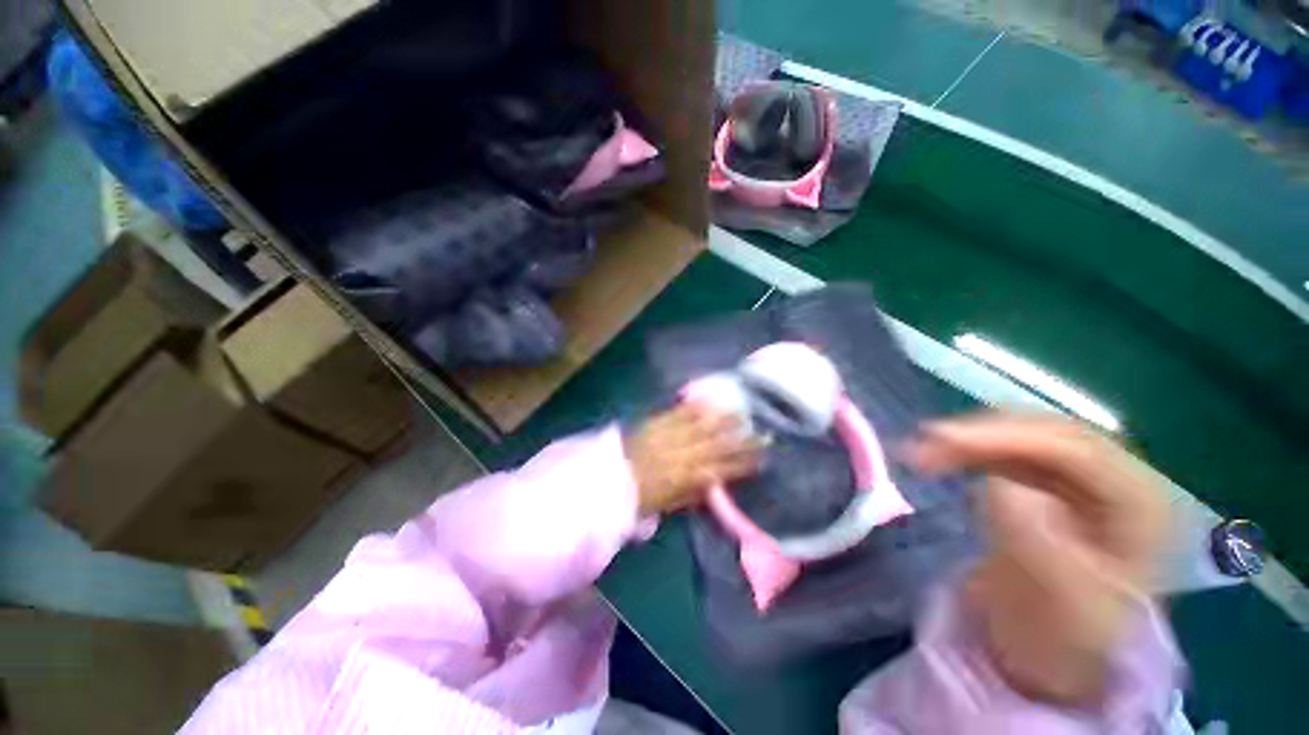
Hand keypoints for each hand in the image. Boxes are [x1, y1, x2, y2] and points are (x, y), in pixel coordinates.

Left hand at [625, 404, 761, 516]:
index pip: (723, 470)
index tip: (763, 457)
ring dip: (723, 419)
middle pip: (718, 445)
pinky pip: (679, 412)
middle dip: (742, 439)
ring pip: (702, 426)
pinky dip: (695, 407)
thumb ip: (694, 493)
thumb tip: (715, 482)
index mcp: (686, 480)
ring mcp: (670, 436)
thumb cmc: (639, 498)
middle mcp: (683, 456)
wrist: (608, 479)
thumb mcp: (668, 505)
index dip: (744, 463)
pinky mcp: (657, 422)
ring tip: (742, 411)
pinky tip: (709, 401)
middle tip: (762, 431)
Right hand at [908, 411, 1169, 705]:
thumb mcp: (1061, 607)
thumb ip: (1040, 548)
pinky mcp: (1051, 485)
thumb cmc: (1070, 640)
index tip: (941, 439)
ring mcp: (1084, 480)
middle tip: (922, 444)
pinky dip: (968, 452)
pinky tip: (940, 459)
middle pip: (1046, 434)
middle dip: (980, 434)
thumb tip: (1005, 487)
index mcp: (1143, 506)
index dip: (1007, 436)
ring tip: (918, 454)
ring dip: (968, 442)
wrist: (1062, 656)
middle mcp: (1119, 479)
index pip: (1075, 448)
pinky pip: (1007, 454)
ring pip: (1022, 438)